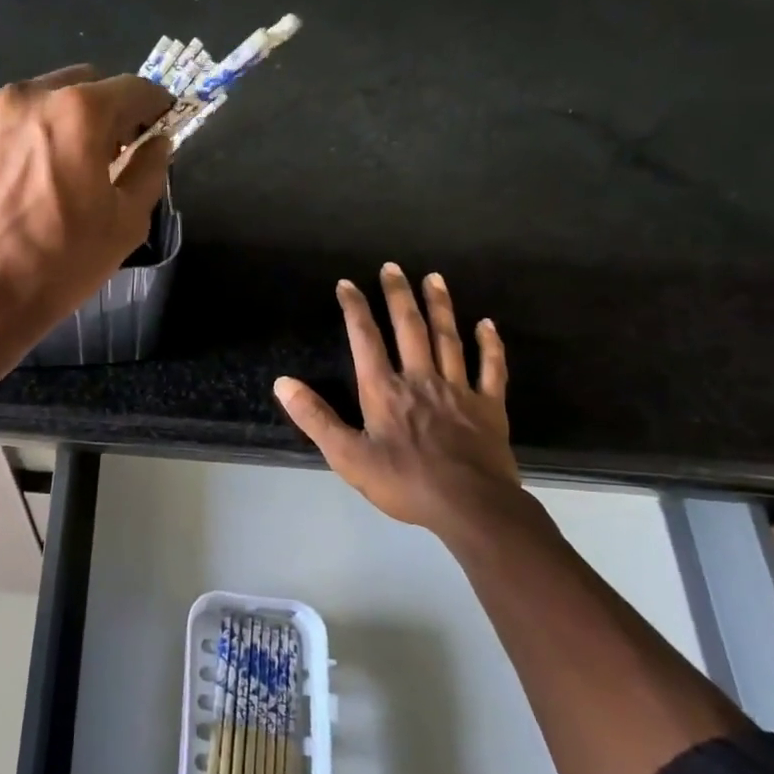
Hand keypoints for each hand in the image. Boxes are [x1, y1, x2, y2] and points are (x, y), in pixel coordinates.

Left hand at [0, 65, 170, 348]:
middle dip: (107, 110)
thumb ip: (149, 170)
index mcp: (78, 111)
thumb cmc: (60, 262)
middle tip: (112, 152)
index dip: (156, 106)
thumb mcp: (126, 222)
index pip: (134, 89)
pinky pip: (7, 121)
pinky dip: (27, 136)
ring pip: (42, 100)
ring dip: (63, 121)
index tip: (160, 126)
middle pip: (84, 84)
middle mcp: (30, 96)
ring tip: (63, 168)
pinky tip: (25, 179)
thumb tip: (156, 143)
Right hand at [275, 264, 531, 540]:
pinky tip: (486, 324)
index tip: (347, 284)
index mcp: (384, 390)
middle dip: (398, 295)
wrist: (470, 506)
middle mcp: (420, 379)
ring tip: (434, 278)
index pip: (365, 339)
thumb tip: (283, 383)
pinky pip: (491, 368)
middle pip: (409, 328)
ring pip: (448, 338)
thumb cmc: (404, 482)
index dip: (355, 309)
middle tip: (392, 267)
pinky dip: (489, 345)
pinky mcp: (489, 406)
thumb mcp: (347, 456)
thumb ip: (315, 418)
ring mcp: (458, 389)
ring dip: (440, 306)